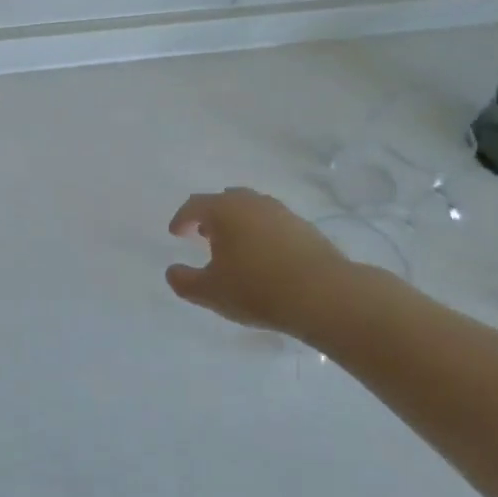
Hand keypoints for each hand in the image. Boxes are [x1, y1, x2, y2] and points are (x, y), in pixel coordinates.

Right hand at [166, 187, 353, 336]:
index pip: (194, 205)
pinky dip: (261, 234)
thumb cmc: (257, 289)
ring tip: (234, 247)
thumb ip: (184, 281)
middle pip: (225, 201)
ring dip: (238, 224)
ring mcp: (282, 213)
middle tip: (203, 235)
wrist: (325, 295)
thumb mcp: (210, 292)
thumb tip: (172, 271)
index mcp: (224, 210)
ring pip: (252, 210)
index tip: (176, 234)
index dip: (181, 219)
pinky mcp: (306, 228)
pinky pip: (273, 224)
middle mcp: (252, 203)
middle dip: (211, 216)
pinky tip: (264, 258)